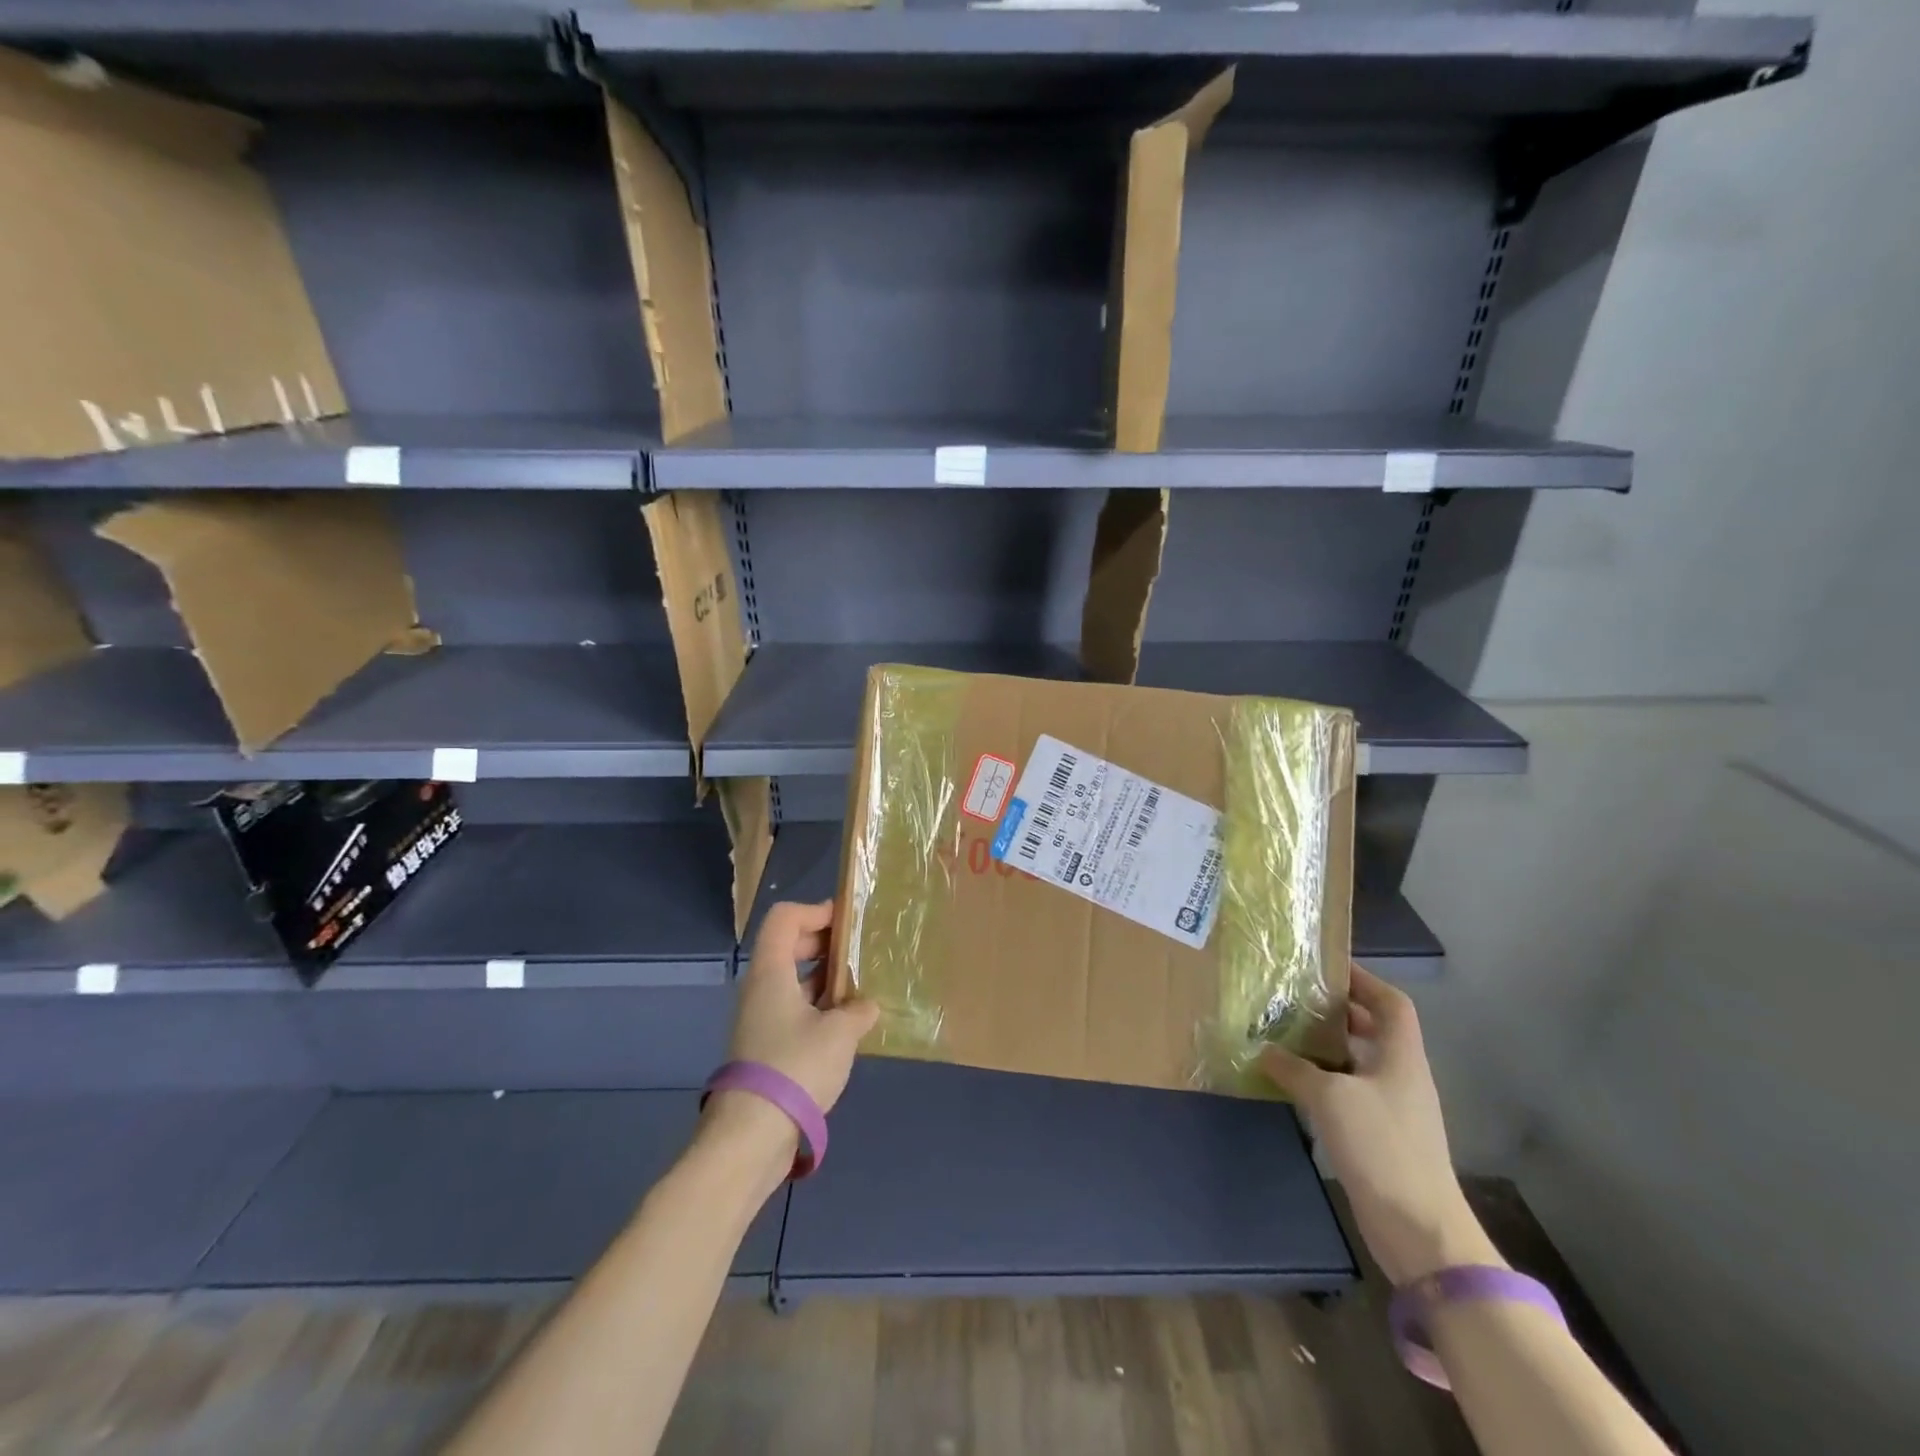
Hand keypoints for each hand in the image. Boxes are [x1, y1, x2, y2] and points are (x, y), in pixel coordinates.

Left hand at [726, 899, 880, 1116]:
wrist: (752, 1135)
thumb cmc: (796, 1067)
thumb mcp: (839, 1033)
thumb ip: (858, 1010)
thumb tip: (864, 1007)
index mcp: (771, 972)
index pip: (784, 918)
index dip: (815, 911)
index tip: (847, 922)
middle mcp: (760, 989)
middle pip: (788, 946)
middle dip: (824, 944)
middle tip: (858, 954)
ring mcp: (760, 1019)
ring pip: (792, 981)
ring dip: (824, 979)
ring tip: (860, 989)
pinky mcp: (765, 1047)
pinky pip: (793, 1010)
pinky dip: (818, 1007)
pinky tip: (846, 1025)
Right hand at [1261, 965, 1501, 1285]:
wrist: (1419, 1230)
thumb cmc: (1382, 1147)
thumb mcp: (1330, 1097)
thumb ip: (1294, 1068)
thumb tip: (1263, 1049)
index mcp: (1401, 1057)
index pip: (1392, 1003)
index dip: (1365, 980)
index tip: (1328, 968)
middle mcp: (1401, 1077)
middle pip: (1374, 1030)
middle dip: (1338, 1012)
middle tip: (1296, 1000)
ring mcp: (1393, 1109)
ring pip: (1359, 1063)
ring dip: (1327, 1048)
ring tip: (1285, 1035)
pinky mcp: (1380, 1137)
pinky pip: (1350, 1093)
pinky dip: (1324, 1082)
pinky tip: (1293, 1084)